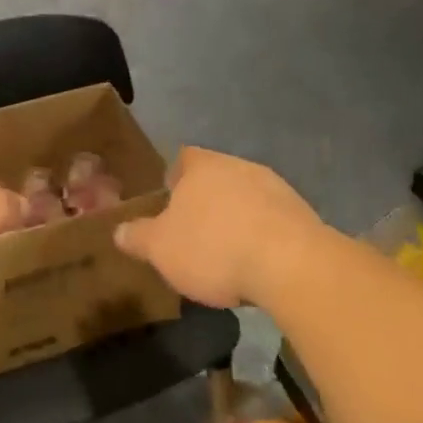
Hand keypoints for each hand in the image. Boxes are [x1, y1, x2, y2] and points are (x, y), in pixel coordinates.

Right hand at [114, 147, 327, 307]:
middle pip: (217, 176)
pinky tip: (258, 262)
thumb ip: (138, 237)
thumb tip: (118, 231)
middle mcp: (239, 166)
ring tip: (227, 251)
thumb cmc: (214, 247)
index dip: (175, 177)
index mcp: (202, 166)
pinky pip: (273, 220)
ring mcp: (276, 188)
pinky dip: (263, 235)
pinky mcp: (303, 214)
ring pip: (247, 196)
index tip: (169, 199)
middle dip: (206, 199)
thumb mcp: (161, 248)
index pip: (184, 158)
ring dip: (237, 217)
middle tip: (194, 229)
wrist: (291, 264)